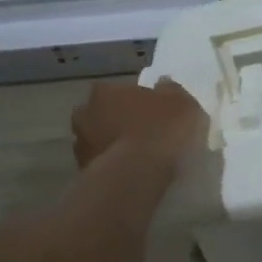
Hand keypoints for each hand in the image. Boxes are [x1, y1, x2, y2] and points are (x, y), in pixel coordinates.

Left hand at [71, 79, 207, 170]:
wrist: (136, 176)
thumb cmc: (159, 130)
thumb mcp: (181, 103)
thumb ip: (170, 90)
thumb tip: (162, 85)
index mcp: (103, 91)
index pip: (118, 90)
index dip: (135, 100)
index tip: (151, 111)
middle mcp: (84, 115)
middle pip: (103, 114)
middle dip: (118, 122)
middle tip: (142, 133)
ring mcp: (80, 146)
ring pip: (99, 141)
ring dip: (113, 145)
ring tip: (139, 158)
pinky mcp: (84, 174)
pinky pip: (102, 165)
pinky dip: (114, 167)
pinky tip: (132, 174)